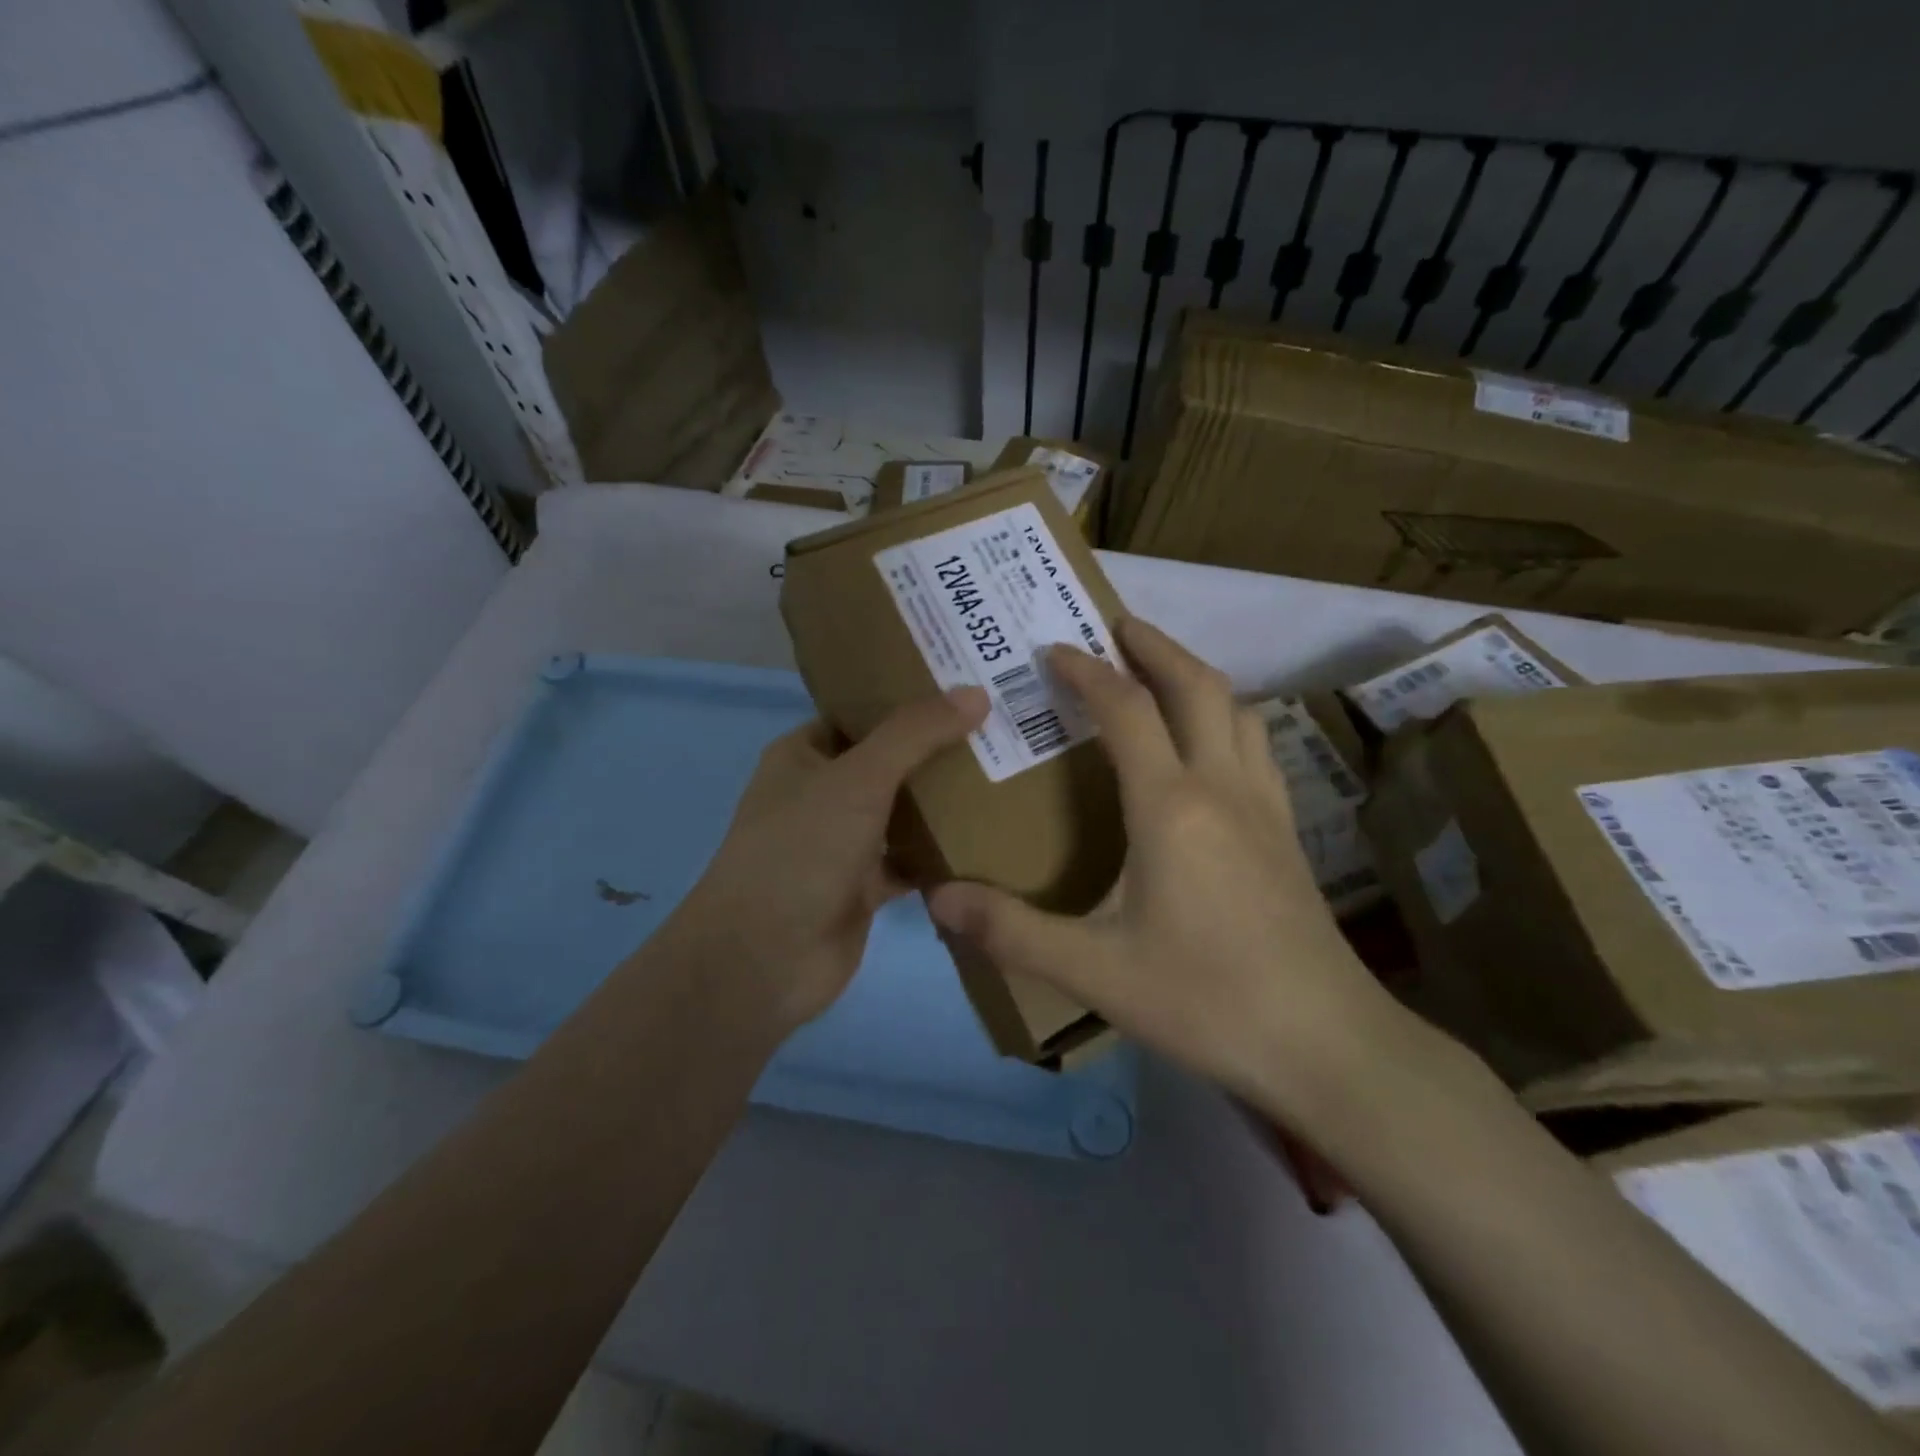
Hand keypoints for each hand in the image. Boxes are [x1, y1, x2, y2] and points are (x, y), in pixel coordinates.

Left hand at [669, 686, 988, 1029]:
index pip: (862, 713)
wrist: (764, 959)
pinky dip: (940, 854)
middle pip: (889, 761)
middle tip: (1002, 729)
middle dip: (937, 750)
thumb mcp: (858, 778)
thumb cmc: (801, 850)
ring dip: (943, 802)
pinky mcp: (863, 888)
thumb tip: (976, 693)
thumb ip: (916, 734)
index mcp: (805, 755)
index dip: (908, 697)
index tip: (967, 686)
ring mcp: (842, 843)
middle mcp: (822, 793)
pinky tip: (989, 840)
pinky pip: (909, 860)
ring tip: (1005, 774)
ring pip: (901, 812)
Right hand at [927, 618, 1427, 1129]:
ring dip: (1196, 677)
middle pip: (1197, 685)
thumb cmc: (1206, 999)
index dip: (1086, 671)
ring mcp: (1265, 807)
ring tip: (1159, 676)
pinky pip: (1256, 747)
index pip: (1126, 709)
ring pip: (1238, 710)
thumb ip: (1012, 930)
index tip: (1053, 649)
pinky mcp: (1288, 833)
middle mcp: (1222, 787)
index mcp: (1171, 806)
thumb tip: (937, 900)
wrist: (1326, 1045)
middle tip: (1115, 627)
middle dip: (1154, 646)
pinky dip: (1226, 719)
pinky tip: (1209, 748)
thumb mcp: (1095, 971)